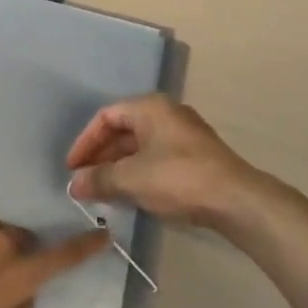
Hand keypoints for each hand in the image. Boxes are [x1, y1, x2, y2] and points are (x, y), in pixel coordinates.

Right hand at [66, 95, 269, 236]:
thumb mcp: (131, 178)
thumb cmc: (178, 178)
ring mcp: (184, 135)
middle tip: (84, 181)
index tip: (72, 168)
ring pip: (140, 146)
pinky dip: (138, 173)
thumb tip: (73, 185)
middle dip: (100, 157)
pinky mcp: (196, 156)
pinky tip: (130, 194)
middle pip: (123, 130)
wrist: (235, 199)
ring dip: (118, 167)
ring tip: (102, 191)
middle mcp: (166, 113)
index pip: (106, 116)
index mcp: (150, 107)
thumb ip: (98, 179)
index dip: (85, 142)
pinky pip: (156, 158)